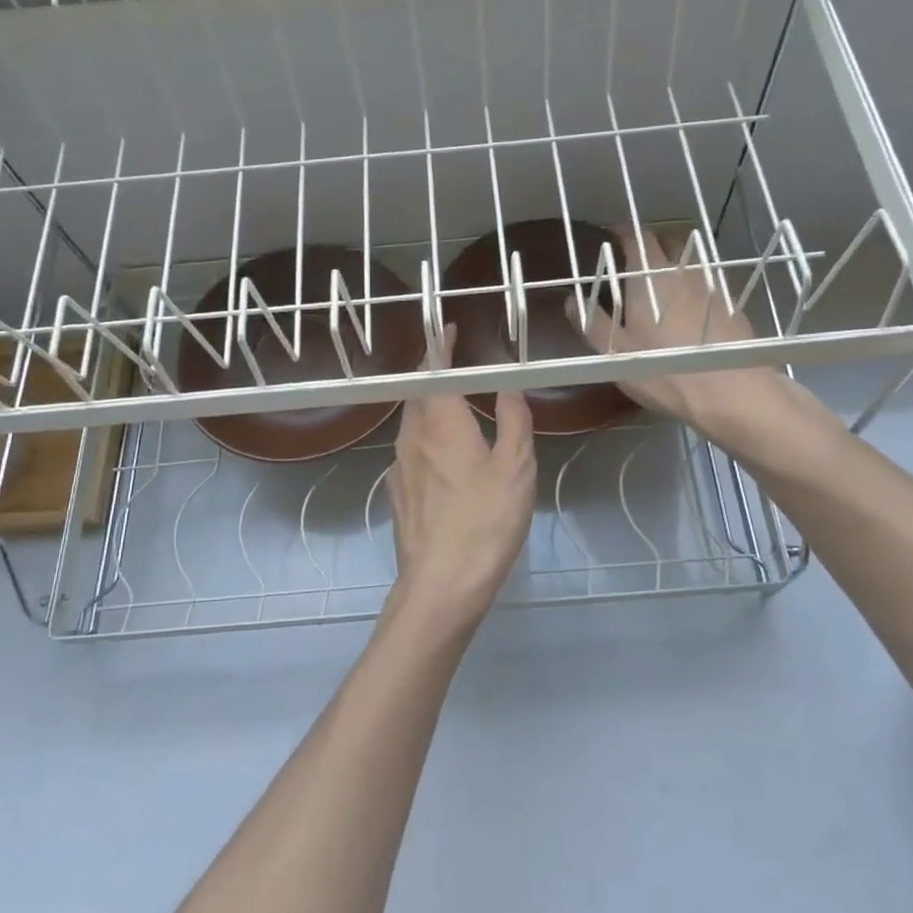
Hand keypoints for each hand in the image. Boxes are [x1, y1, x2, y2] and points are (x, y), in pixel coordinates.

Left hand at [384, 327, 535, 644]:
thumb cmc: (485, 521)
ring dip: (430, 409)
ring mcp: (398, 466)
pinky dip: (427, 440)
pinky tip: (445, 460)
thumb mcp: (516, 468)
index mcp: (440, 422)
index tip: (449, 329)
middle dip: (435, 377)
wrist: (442, 584)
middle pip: (418, 394)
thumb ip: (514, 420)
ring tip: (456, 412)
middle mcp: (411, 436)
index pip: (434, 370)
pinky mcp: (396, 493)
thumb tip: (508, 385)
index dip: (441, 345)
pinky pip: (410, 452)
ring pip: (411, 424)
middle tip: (459, 371)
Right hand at [580, 225, 797, 448]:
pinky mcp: (733, 304)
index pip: (636, 236)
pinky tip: (691, 309)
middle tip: (636, 258)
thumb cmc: (663, 370)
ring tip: (663, 284)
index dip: (621, 231)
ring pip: (690, 261)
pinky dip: (695, 286)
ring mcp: (712, 285)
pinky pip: (709, 283)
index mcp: (650, 276)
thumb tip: (572, 301)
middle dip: (651, 242)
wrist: (731, 392)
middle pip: (667, 240)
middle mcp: (682, 271)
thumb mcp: (616, 353)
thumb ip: (593, 323)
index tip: (610, 234)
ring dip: (675, 264)